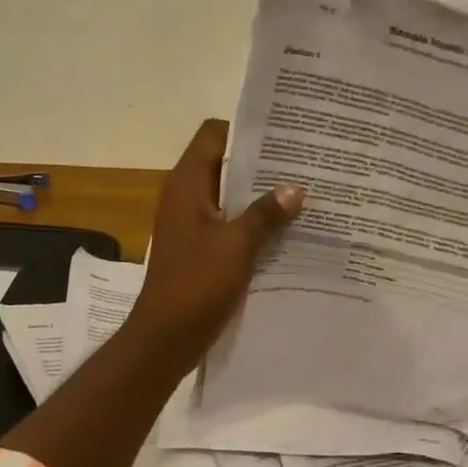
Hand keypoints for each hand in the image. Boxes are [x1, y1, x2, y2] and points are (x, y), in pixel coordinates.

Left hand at [132, 120, 303, 353]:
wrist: (165, 338)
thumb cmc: (197, 283)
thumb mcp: (238, 245)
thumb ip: (266, 213)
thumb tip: (296, 188)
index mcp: (187, 183)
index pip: (214, 133)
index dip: (245, 128)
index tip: (282, 132)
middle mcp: (186, 195)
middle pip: (224, 162)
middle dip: (261, 162)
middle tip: (303, 161)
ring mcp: (191, 221)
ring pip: (229, 194)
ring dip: (259, 193)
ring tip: (301, 190)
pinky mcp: (199, 245)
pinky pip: (229, 221)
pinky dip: (252, 219)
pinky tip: (285, 227)